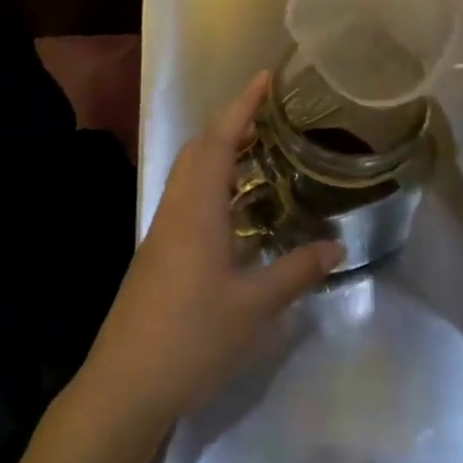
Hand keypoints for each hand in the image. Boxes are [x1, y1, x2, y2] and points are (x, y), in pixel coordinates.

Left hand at [77, 74, 342, 434]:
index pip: (219, 139)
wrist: (126, 383)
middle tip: (268, 117)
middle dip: (230, 123)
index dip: (242, 105)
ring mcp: (161, 230)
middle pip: (198, 148)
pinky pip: (186, 196)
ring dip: (219, 151)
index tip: (264, 78)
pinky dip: (210, 181)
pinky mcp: (157, 251)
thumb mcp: (254, 307)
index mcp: (196, 208)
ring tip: (257, 152)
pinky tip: (233, 207)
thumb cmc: (192, 338)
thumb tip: (336, 247)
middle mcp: (175, 208)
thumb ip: (296, 272)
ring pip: (189, 172)